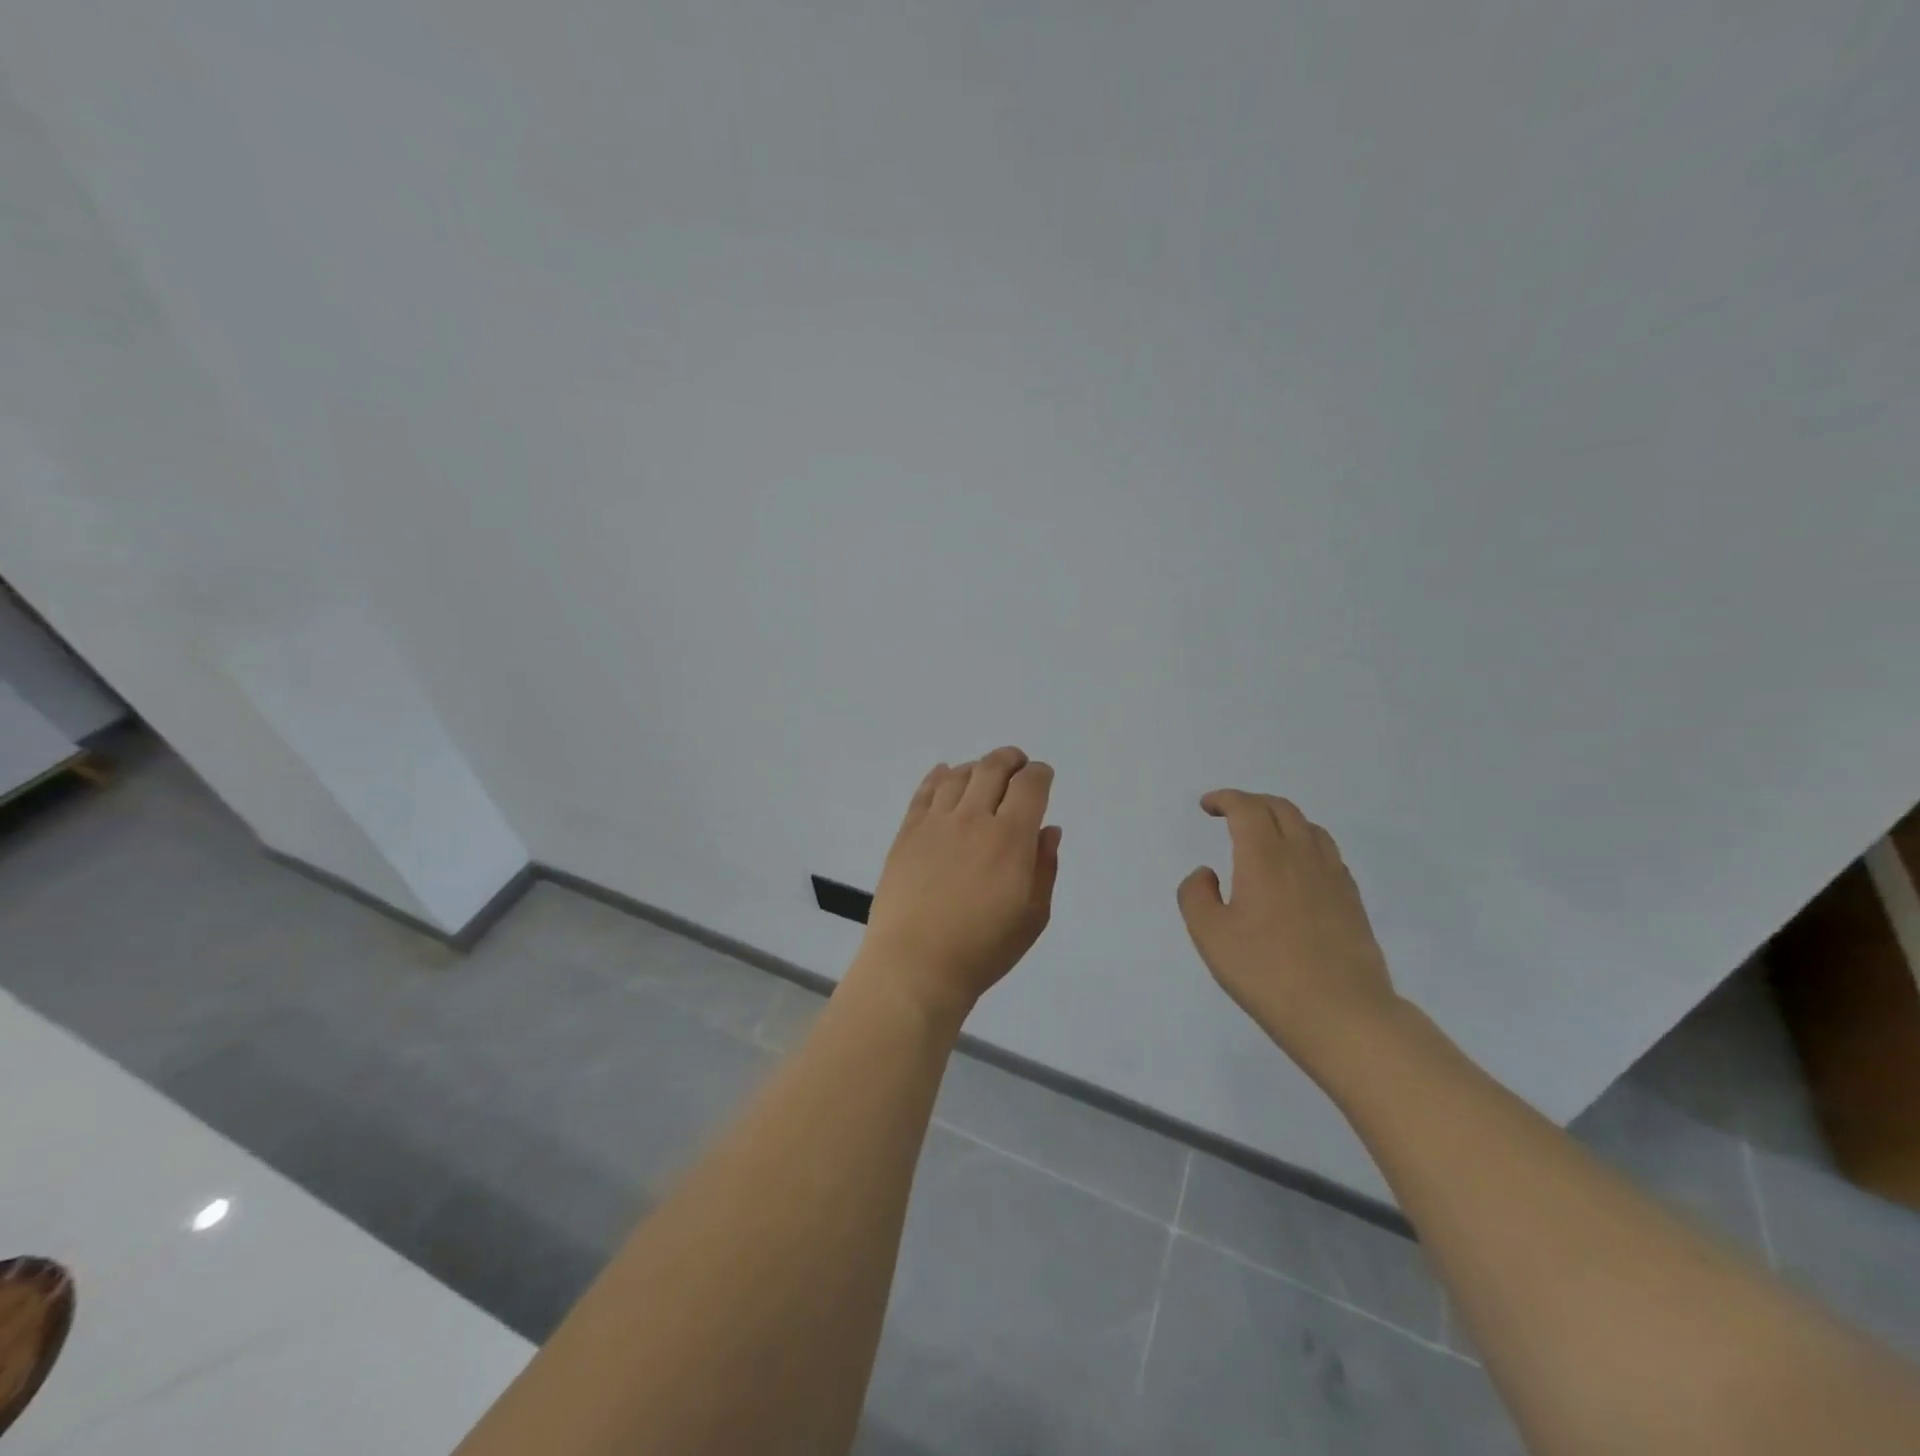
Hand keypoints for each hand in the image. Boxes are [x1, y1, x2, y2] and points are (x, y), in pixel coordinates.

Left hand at [857, 747, 1061, 1029]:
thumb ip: (1044, 867)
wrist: (915, 965)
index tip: (1043, 776)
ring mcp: (936, 823)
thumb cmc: (983, 949)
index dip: (1040, 773)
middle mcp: (973, 819)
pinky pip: (925, 791)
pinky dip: (939, 776)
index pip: (1029, 785)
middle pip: (993, 768)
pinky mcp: (907, 832)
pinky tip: (944, 775)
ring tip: (983, 775)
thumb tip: (1048, 829)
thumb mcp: (1032, 916)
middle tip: (1017, 765)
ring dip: (977, 767)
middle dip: (1011, 760)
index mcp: (1010, 838)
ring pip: (959, 775)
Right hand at [1178, 790, 1400, 1076]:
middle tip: (1230, 813)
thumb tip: (1207, 874)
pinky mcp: (1352, 901)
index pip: (1247, 809)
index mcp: (1265, 858)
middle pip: (1281, 809)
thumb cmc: (1266, 973)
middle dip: (1252, 803)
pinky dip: (1305, 844)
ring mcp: (1333, 878)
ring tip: (1264, 836)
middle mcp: (1302, 857)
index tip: (1208, 806)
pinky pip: (1328, 853)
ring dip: (1282, 819)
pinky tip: (1296, 869)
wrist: (1342, 1014)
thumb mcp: (1210, 936)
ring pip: (1309, 828)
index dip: (1225, 799)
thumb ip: (1196, 896)